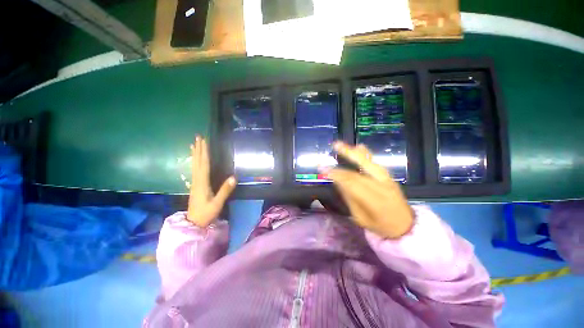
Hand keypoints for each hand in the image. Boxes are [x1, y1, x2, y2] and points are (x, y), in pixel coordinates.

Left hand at [187, 136, 235, 226]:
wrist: (193, 223)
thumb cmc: (206, 213)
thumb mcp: (217, 203)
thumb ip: (225, 190)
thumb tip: (234, 177)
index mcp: (202, 183)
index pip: (204, 164)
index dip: (204, 152)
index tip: (204, 141)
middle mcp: (197, 180)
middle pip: (197, 162)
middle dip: (198, 149)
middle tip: (198, 137)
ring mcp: (195, 183)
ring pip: (194, 165)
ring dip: (195, 154)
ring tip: (194, 144)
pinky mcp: (195, 186)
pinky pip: (194, 170)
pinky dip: (194, 162)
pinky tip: (194, 160)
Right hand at [323, 142, 413, 238]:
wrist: (406, 227)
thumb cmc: (380, 226)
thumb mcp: (360, 217)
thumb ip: (349, 197)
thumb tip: (338, 181)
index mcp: (373, 200)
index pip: (351, 182)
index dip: (336, 174)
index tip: (323, 169)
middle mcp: (381, 186)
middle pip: (362, 167)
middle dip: (347, 155)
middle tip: (335, 145)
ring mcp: (387, 180)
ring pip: (369, 162)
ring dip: (355, 152)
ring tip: (342, 145)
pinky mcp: (389, 177)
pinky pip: (376, 163)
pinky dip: (366, 155)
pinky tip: (360, 147)